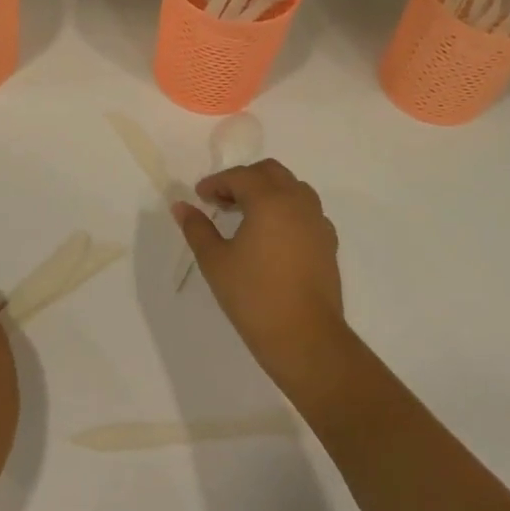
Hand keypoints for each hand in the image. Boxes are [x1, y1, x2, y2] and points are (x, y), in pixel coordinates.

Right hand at [175, 160, 347, 393]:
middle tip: (221, 200)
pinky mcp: (328, 242)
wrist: (305, 337)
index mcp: (269, 200)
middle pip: (271, 172)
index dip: (216, 182)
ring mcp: (318, 221)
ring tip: (246, 215)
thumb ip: (197, 228)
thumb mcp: (215, 261)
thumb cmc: (254, 296)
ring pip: (293, 188)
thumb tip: (181, 206)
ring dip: (268, 191)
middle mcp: (297, 202)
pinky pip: (306, 211)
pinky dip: (286, 210)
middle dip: (244, 179)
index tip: (199, 196)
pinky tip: (272, 235)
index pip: (240, 177)